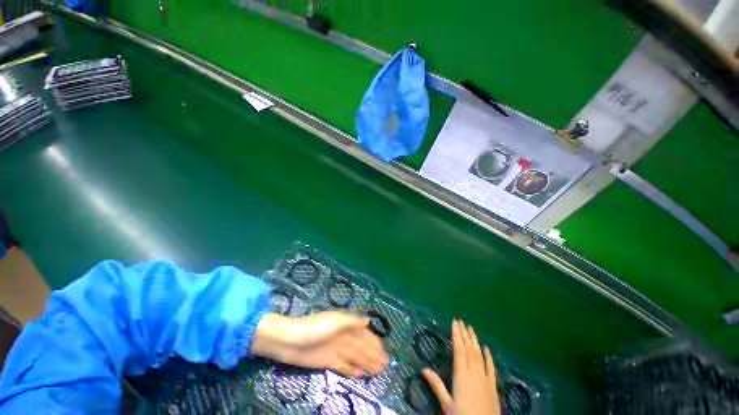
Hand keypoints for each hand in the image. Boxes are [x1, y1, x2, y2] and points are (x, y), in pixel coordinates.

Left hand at [250, 312, 388, 376]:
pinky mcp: (328, 361)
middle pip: (361, 347)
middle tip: (386, 364)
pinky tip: (360, 374)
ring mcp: (336, 350)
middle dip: (373, 354)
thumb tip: (368, 321)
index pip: (363, 335)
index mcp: (346, 326)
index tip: (384, 351)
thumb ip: (352, 321)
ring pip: (355, 357)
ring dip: (367, 363)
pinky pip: (344, 366)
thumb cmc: (314, 327)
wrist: (291, 341)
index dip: (374, 342)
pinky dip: (352, 369)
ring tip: (378, 371)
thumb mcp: (335, 321)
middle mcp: (343, 337)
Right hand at [423, 320, 500, 414]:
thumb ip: (436, 385)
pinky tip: (486, 348)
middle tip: (461, 321)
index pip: (459, 349)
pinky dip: (489, 357)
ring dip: (475, 340)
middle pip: (469, 349)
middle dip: (464, 334)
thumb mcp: (446, 404)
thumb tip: (423, 369)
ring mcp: (485, 378)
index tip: (454, 322)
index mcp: (461, 375)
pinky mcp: (493, 386)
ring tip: (470, 328)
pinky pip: (491, 367)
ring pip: (479, 355)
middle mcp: (474, 372)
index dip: (456, 335)